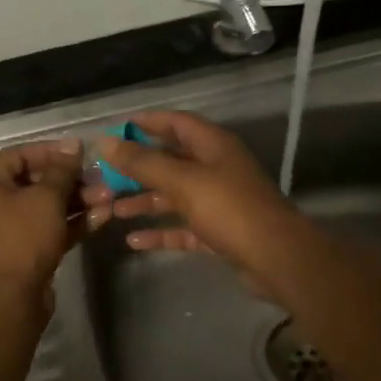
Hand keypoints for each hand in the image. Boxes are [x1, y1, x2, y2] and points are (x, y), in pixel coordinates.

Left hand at [0, 139, 101, 311]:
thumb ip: (62, 170)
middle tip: (100, 180)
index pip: (19, 155)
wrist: (9, 300)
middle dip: (71, 180)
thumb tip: (73, 145)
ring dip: (77, 202)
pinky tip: (102, 217)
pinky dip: (72, 223)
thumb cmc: (22, 239)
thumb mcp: (46, 198)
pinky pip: (48, 229)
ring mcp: (8, 230)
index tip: (81, 153)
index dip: (51, 151)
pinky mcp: (24, 252)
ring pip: (45, 207)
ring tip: (109, 198)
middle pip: (35, 182)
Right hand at [93, 111, 311, 290]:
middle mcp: (216, 169)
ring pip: (175, 196)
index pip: (177, 123)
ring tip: (112, 210)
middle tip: (105, 175)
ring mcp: (219, 202)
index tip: (116, 130)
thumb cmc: (229, 209)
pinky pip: (183, 228)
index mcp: (213, 146)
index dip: (147, 123)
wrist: (275, 258)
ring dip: (145, 201)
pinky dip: (161, 232)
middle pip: (172, 161)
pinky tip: (134, 241)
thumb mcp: (183, 181)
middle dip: (139, 167)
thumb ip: (144, 163)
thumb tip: (107, 143)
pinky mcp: (218, 232)